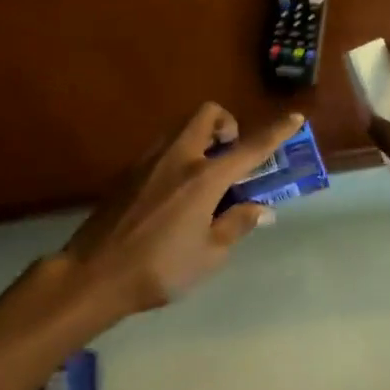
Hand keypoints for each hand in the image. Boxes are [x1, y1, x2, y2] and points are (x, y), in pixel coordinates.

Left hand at [60, 103, 305, 317]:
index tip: (295, 117)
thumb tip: (262, 209)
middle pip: (207, 115)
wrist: (94, 274)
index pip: (249, 148)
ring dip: (202, 138)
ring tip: (206, 178)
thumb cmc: (159, 269)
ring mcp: (149, 161)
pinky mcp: (128, 172)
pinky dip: (180, 155)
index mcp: (203, 178)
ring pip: (182, 128)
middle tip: (232, 155)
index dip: (276, 132)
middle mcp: (178, 158)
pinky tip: (177, 193)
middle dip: (227, 124)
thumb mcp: (209, 255)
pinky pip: (163, 148)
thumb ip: (237, 225)